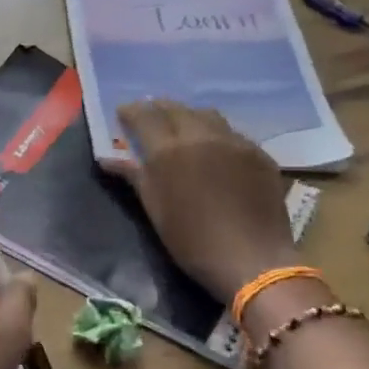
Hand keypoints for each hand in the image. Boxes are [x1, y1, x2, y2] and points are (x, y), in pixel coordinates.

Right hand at [107, 100, 303, 304]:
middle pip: (177, 109)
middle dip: (160, 108)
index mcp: (169, 151)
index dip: (132, 111)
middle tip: (150, 113)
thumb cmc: (192, 241)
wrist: (252, 260)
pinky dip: (217, 134)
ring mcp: (235, 142)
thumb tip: (108, 159)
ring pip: (208, 115)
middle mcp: (202, 136)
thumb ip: (134, 176)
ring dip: (190, 116)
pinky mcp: (260, 154)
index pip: (145, 116)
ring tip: (183, 126)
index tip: (123, 112)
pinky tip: (216, 150)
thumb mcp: (155, 210)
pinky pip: (233, 134)